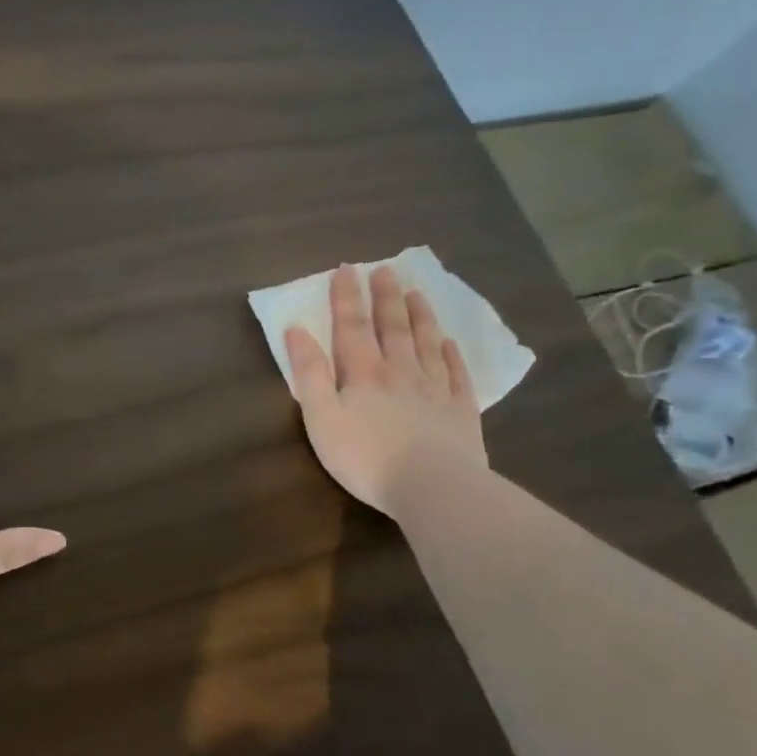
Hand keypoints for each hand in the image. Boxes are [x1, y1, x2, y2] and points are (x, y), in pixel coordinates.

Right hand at [284, 265, 486, 517]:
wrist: (432, 486)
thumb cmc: (365, 457)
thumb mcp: (321, 418)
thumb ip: (309, 374)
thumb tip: (296, 331)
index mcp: (363, 373)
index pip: (352, 326)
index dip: (346, 297)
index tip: (346, 268)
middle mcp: (400, 371)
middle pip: (393, 327)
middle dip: (385, 297)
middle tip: (386, 270)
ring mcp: (435, 389)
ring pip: (426, 343)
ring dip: (420, 316)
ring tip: (417, 293)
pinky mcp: (460, 411)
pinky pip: (456, 374)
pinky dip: (452, 355)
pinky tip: (450, 343)